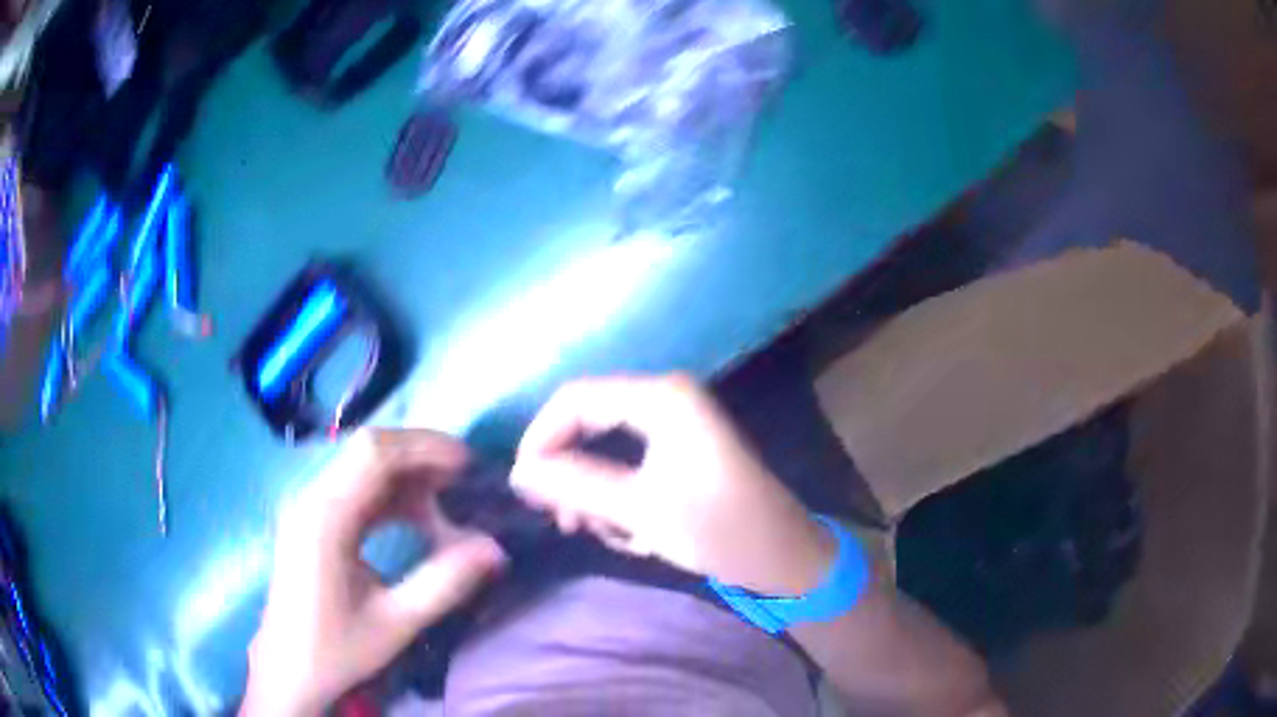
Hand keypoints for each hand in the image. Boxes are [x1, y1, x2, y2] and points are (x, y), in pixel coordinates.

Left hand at [242, 430, 505, 715]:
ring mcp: (309, 506)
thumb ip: (445, 583)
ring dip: (407, 473)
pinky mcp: (312, 518)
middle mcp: (312, 499)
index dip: (425, 449)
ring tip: (448, 497)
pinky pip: (355, 487)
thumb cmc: (338, 649)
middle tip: (465, 480)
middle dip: (420, 455)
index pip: (374, 454)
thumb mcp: (396, 623)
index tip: (470, 466)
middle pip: (367, 449)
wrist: (289, 668)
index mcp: (326, 519)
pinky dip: (390, 492)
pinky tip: (416, 515)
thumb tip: (496, 548)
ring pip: (361, 464)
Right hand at [511, 374, 834, 595]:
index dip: (540, 438)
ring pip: (605, 447)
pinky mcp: (681, 450)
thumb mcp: (637, 509)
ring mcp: (675, 423)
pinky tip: (632, 533)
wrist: (785, 557)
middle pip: (588, 420)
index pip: (574, 398)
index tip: (524, 488)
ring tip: (605, 533)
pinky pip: (628, 463)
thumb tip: (518, 472)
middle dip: (569, 470)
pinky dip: (618, 497)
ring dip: (595, 492)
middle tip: (562, 519)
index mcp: (660, 397)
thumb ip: (573, 484)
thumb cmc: (717, 529)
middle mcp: (665, 398)